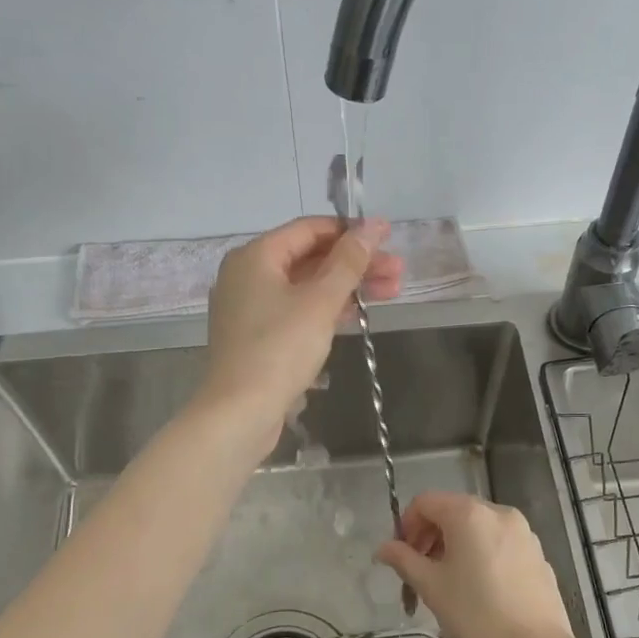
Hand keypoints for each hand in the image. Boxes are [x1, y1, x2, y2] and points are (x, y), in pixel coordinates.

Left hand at [198, 216, 403, 454]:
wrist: (240, 412)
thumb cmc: (280, 349)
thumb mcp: (320, 301)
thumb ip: (349, 261)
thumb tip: (373, 225)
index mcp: (255, 256)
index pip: (309, 229)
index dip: (351, 231)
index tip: (387, 238)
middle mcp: (247, 275)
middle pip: (310, 258)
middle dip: (356, 264)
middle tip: (398, 271)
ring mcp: (250, 308)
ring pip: (306, 286)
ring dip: (347, 287)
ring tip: (392, 292)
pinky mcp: (257, 336)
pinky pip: (296, 310)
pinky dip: (326, 309)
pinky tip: (358, 314)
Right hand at [376, 491, 577, 637]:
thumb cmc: (475, 614)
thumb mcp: (430, 586)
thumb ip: (403, 559)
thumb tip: (383, 548)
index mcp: (469, 513)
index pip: (425, 502)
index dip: (406, 525)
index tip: (401, 558)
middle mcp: (498, 512)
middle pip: (452, 512)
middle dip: (430, 538)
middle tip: (419, 574)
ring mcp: (523, 532)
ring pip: (477, 529)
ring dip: (454, 548)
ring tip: (447, 586)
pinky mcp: (537, 554)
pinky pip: (499, 544)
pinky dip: (481, 556)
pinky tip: (479, 592)